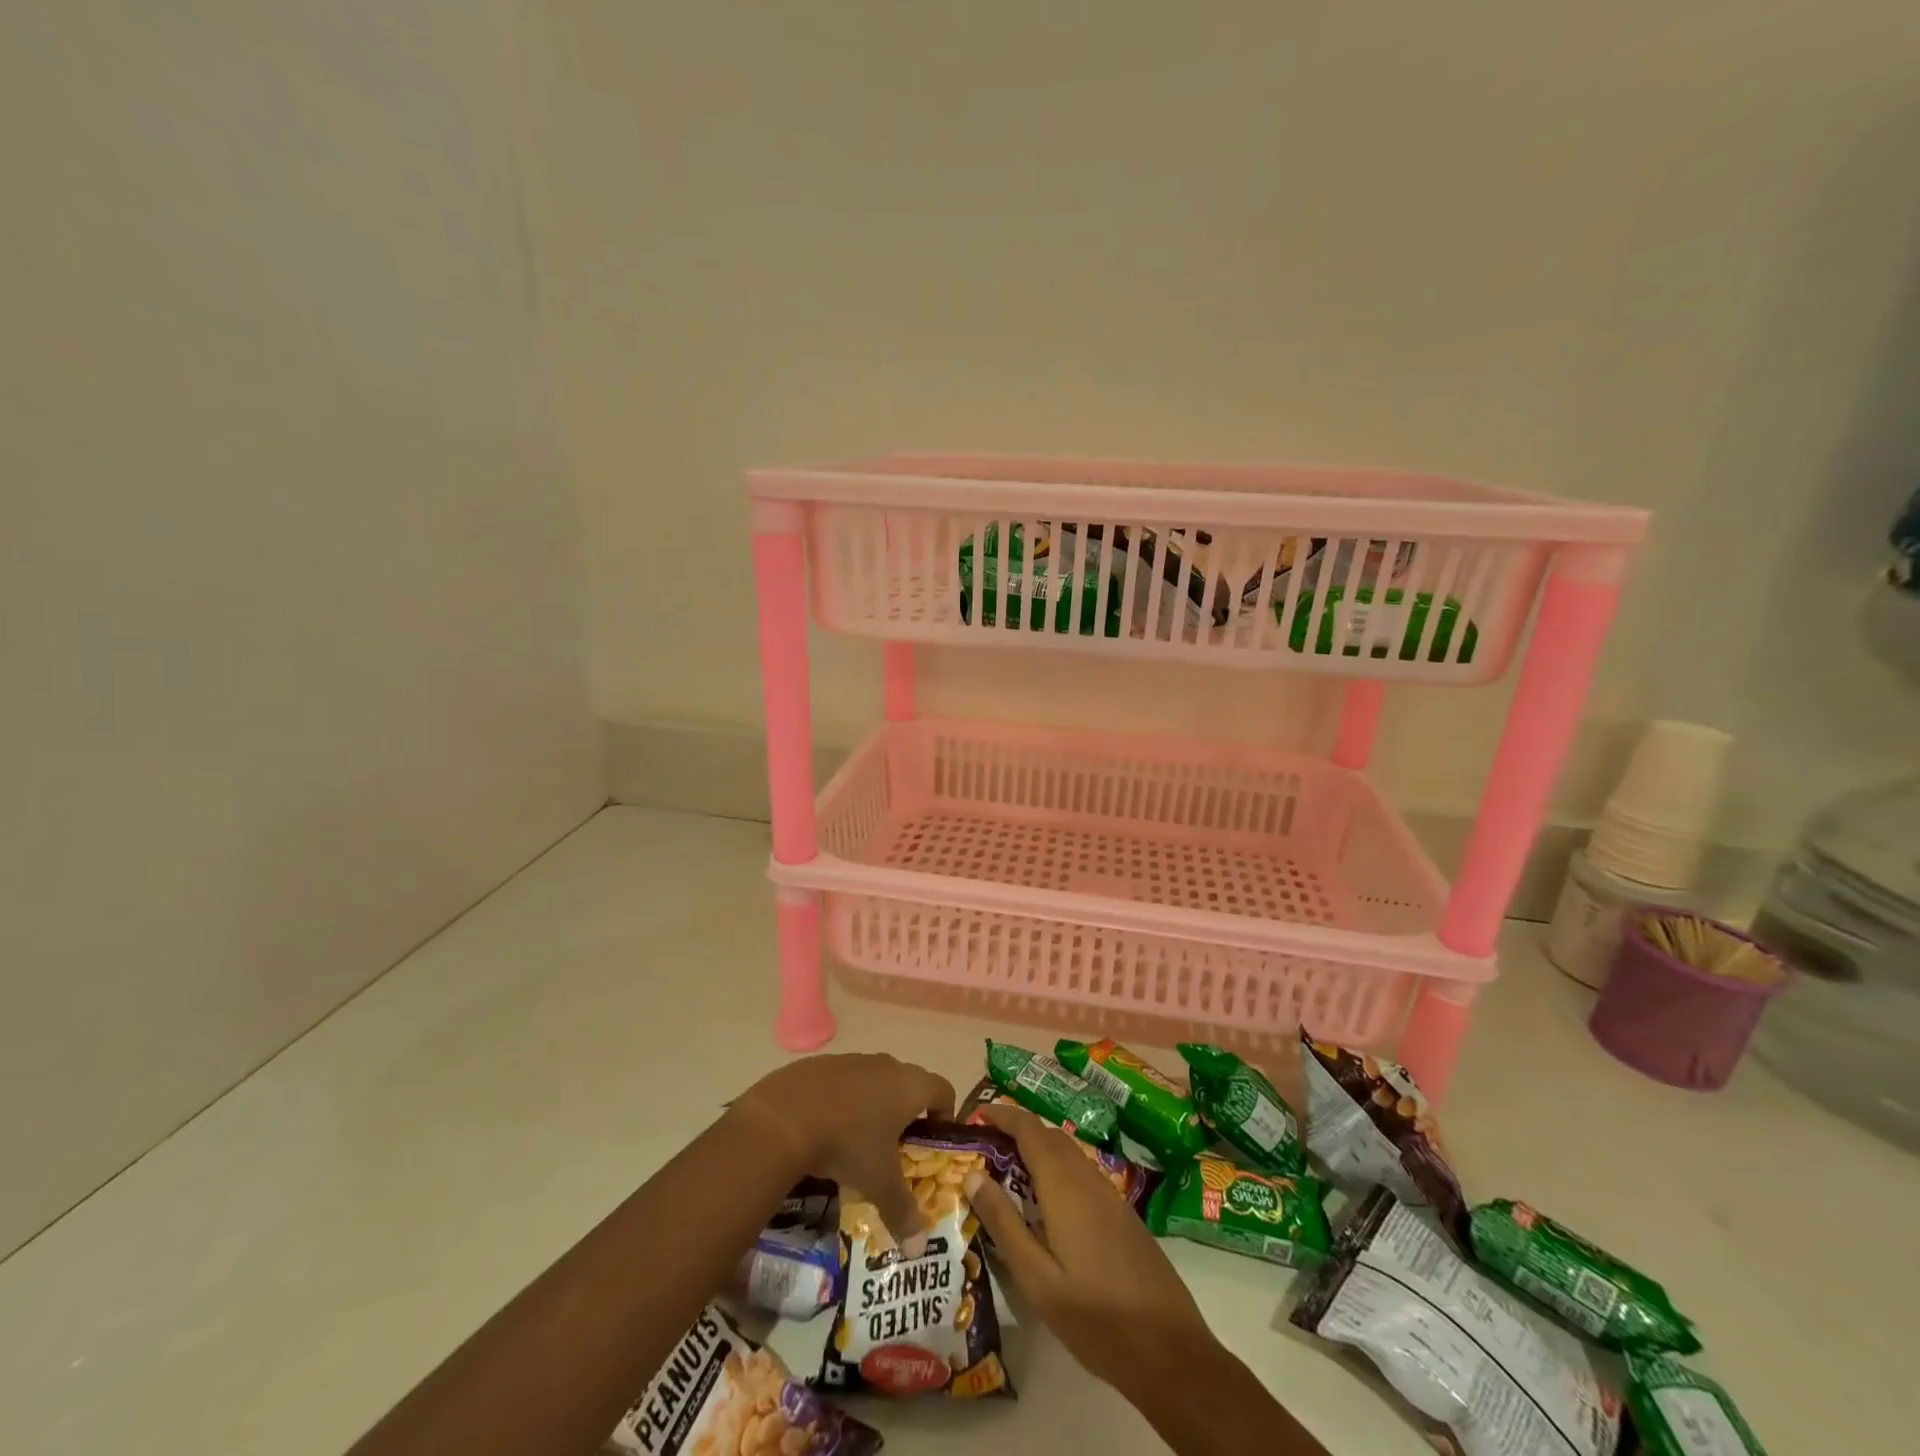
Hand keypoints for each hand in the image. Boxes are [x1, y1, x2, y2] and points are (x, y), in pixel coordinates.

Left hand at [733, 1053, 955, 1241]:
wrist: (786, 1115)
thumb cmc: (848, 1143)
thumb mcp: (879, 1183)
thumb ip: (903, 1211)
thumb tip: (920, 1248)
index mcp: (909, 1086)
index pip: (944, 1090)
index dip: (945, 1115)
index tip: (935, 1142)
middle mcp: (886, 1065)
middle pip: (908, 1085)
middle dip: (907, 1115)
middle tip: (898, 1150)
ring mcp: (852, 1060)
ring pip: (874, 1082)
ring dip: (874, 1106)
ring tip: (860, 1143)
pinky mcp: (822, 1064)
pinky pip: (843, 1082)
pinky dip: (843, 1102)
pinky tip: (827, 1129)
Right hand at [965, 1103, 1212, 1395]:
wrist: (1170, 1349)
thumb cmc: (1095, 1317)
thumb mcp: (1037, 1279)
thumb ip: (1004, 1223)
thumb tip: (972, 1175)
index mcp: (1064, 1185)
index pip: (1028, 1128)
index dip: (1001, 1114)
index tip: (974, 1115)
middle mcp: (1087, 1177)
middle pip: (1047, 1135)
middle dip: (1015, 1131)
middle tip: (982, 1147)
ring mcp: (1108, 1194)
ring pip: (1066, 1153)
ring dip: (1036, 1150)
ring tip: (1006, 1172)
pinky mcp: (1121, 1213)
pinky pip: (1081, 1173)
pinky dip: (1056, 1170)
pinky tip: (1045, 1204)